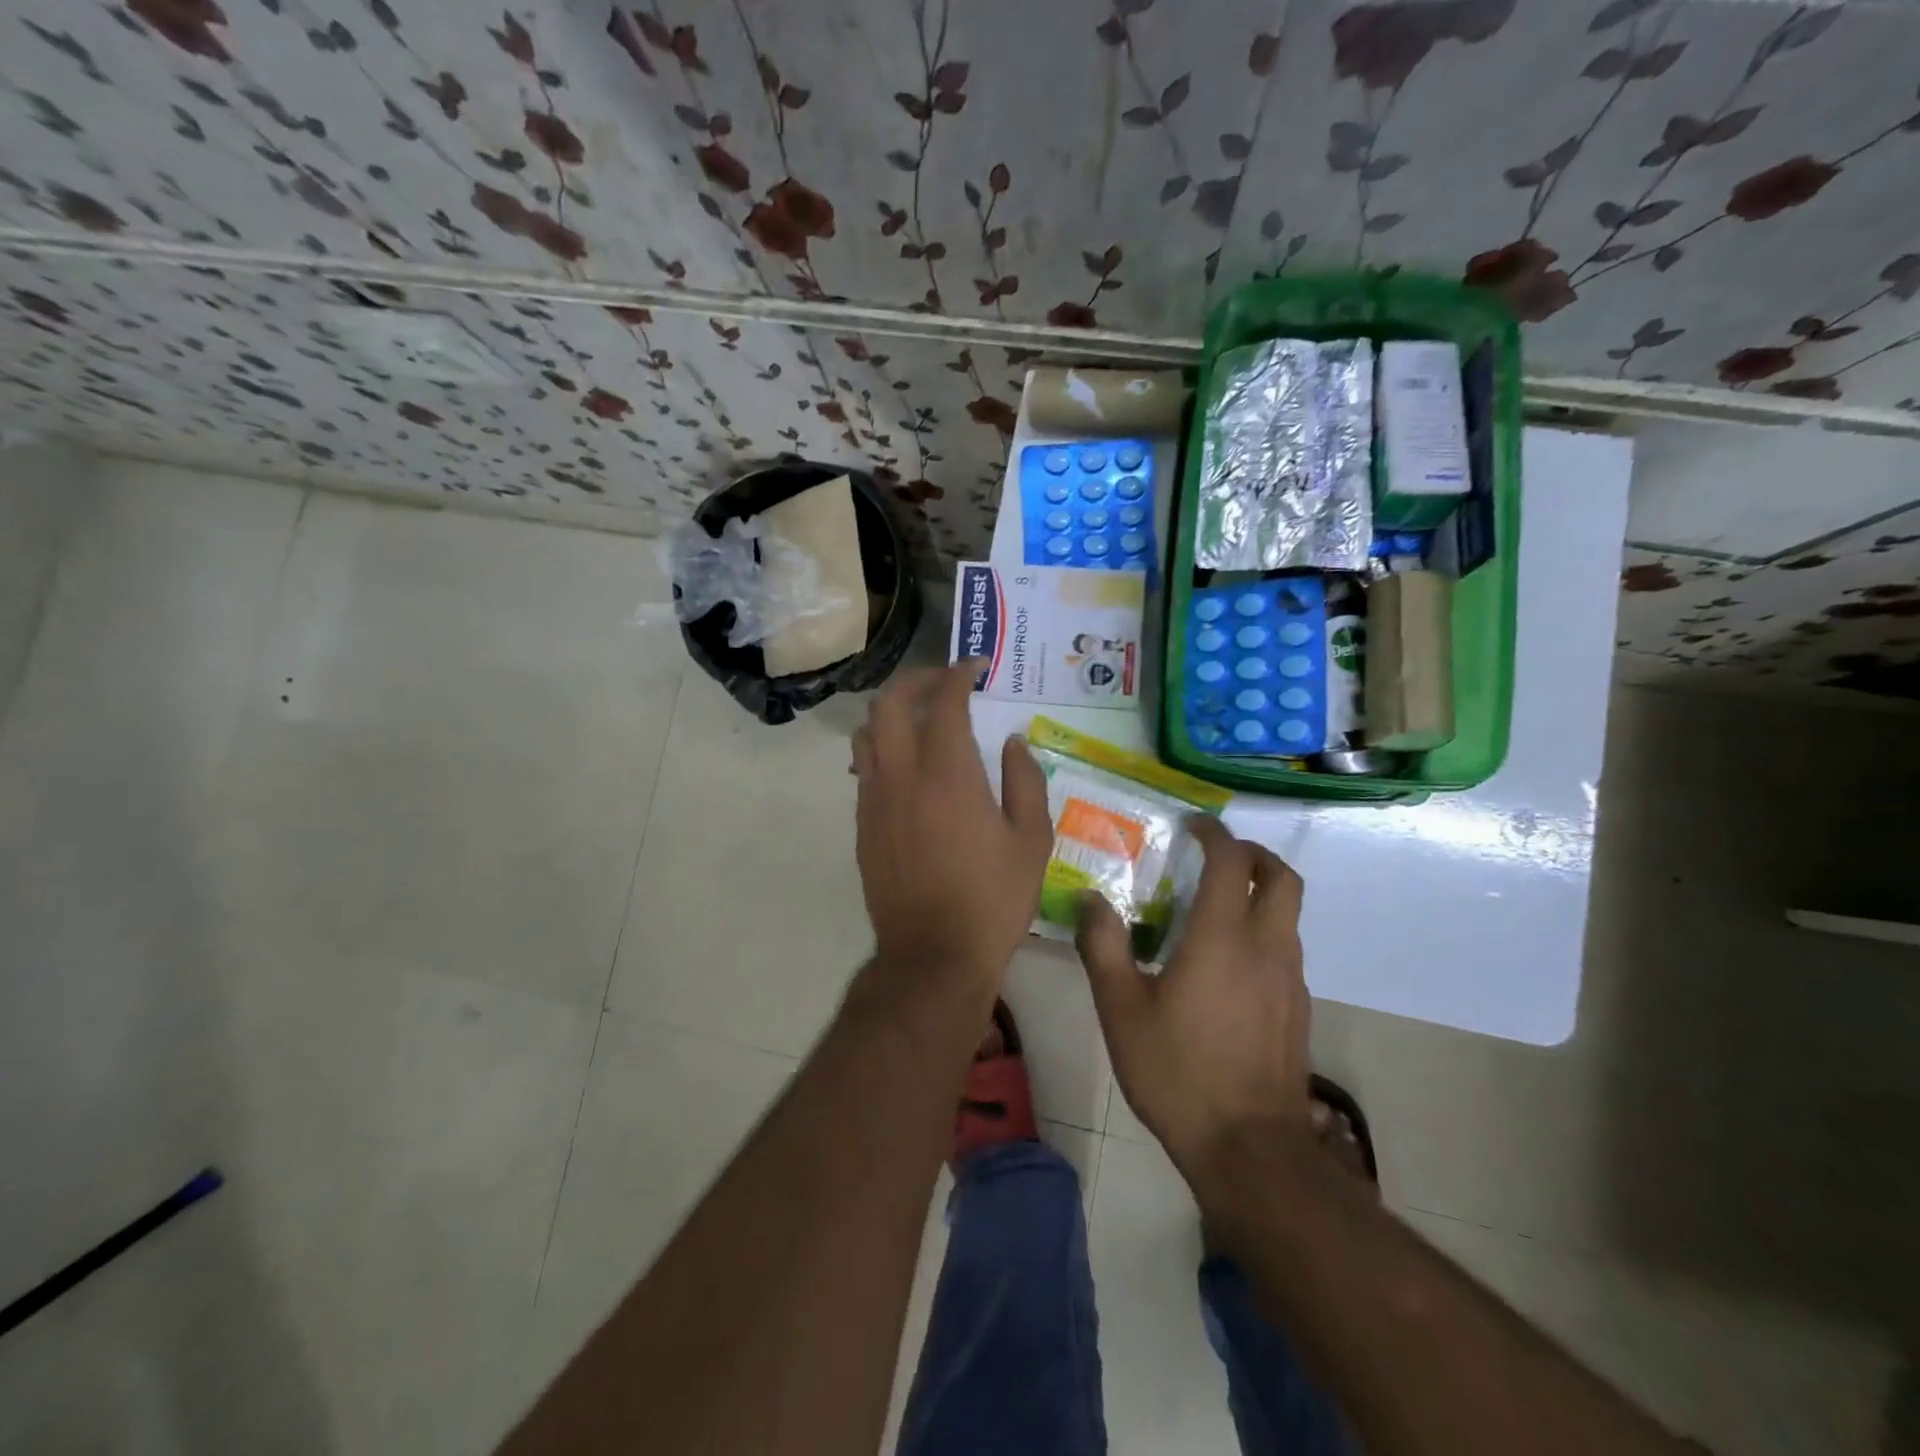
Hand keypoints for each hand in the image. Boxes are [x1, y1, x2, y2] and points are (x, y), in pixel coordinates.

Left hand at [851, 660, 1052, 983]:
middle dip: (916, 680)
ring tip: (921, 721)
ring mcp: (874, 800)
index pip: (944, 701)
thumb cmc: (992, 899)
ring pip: (867, 733)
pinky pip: (864, 768)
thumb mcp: (1030, 840)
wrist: (933, 955)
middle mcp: (901, 775)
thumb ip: (1025, 781)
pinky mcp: (862, 825)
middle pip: (890, 703)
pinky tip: (907, 767)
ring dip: (892, 713)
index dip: (958, 673)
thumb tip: (1013, 742)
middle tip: (945, 684)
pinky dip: (883, 749)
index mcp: (948, 774)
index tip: (975, 667)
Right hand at [1076, 817, 1314, 1183]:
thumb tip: (1089, 900)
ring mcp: (1290, 981)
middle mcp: (1267, 947)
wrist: (1249, 1150)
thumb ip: (1103, 946)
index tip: (1192, 825)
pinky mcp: (1298, 1010)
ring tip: (1214, 910)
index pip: (1231, 861)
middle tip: (1217, 856)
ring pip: (1288, 915)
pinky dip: (1263, 933)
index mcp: (1222, 937)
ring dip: (1259, 895)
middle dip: (1253, 854)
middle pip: (1282, 877)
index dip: (1214, 833)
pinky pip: (1285, 950)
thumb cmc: (1178, 1072)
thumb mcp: (1121, 1009)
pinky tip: (1228, 966)